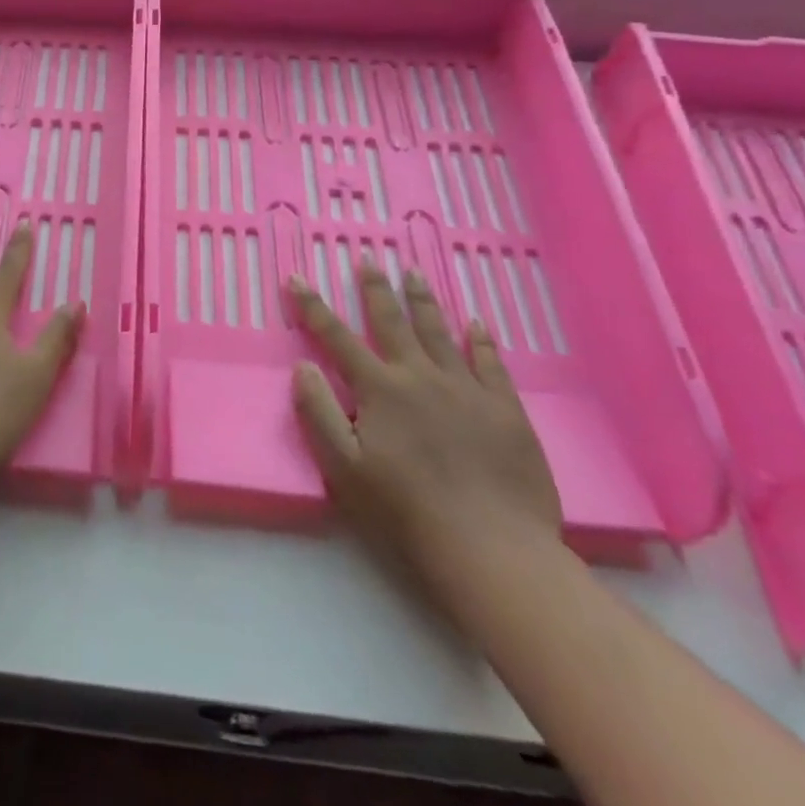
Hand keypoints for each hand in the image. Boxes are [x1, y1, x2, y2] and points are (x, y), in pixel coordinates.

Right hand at [290, 267, 561, 600]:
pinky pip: (491, 363)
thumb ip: (320, 412)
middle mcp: (421, 377)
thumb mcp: (344, 467)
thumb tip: (302, 366)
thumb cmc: (406, 510)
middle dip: (376, 289)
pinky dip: (481, 339)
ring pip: (440, 332)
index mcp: (381, 390)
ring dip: (423, 300)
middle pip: (393, 322)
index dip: (314, 307)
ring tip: (413, 273)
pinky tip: (476, 322)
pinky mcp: (506, 410)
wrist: (492, 547)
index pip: (337, 338)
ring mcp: (467, 390)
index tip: (298, 277)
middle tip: (369, 258)